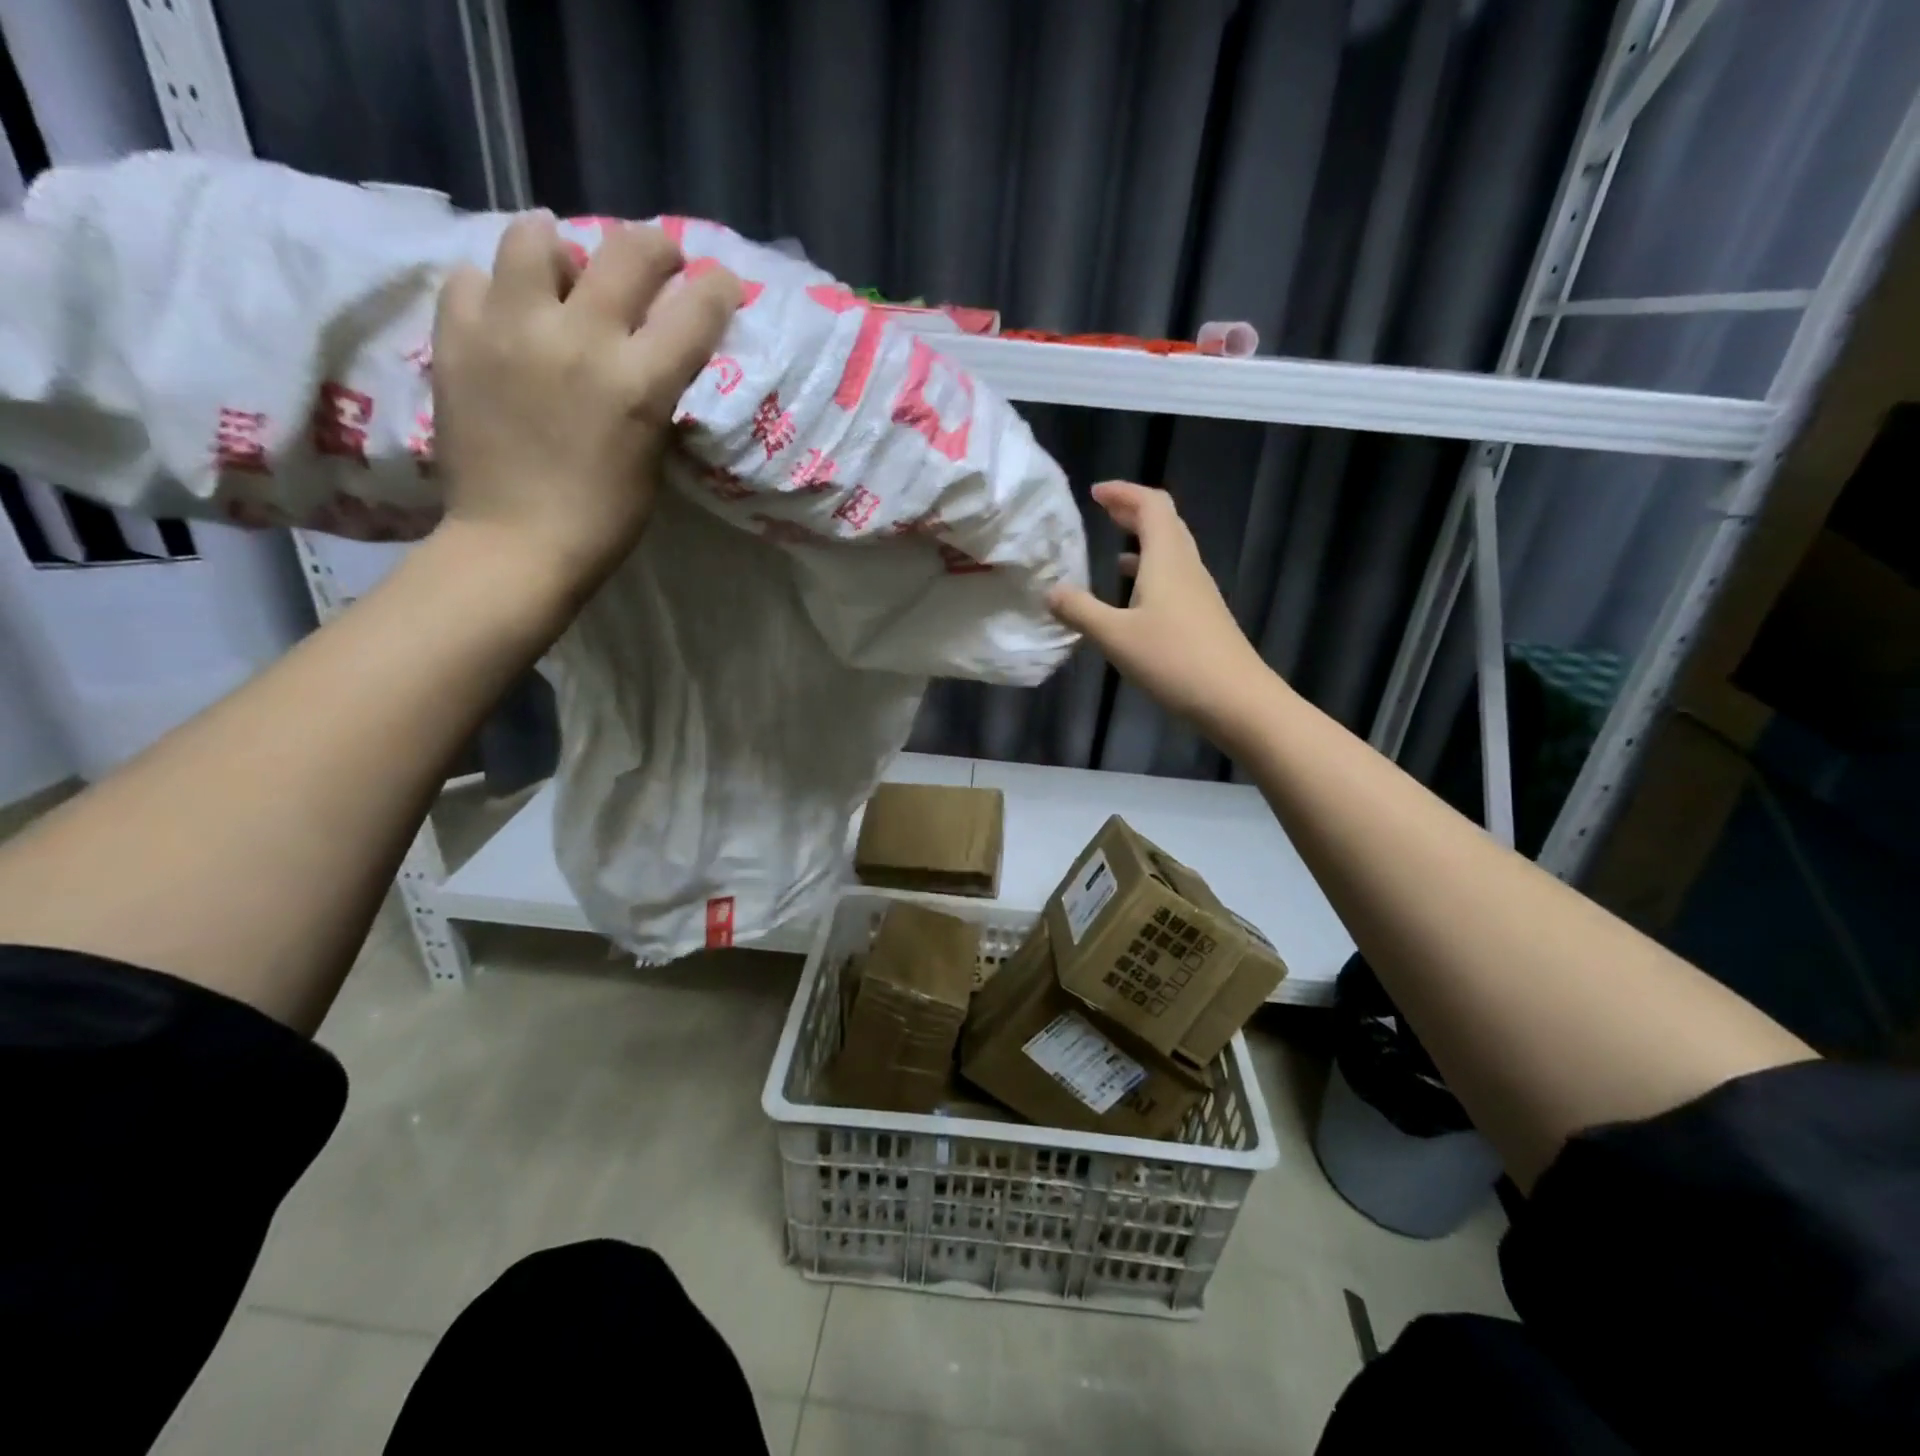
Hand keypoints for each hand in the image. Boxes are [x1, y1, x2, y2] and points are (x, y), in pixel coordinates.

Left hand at [431, 211, 740, 585]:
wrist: (516, 543)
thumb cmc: (603, 518)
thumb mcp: (651, 454)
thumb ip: (653, 393)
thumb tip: (648, 350)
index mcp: (639, 382)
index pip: (695, 309)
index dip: (717, 288)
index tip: (722, 284)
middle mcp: (580, 337)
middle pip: (628, 252)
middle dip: (656, 247)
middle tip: (658, 258)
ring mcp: (511, 329)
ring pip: (536, 237)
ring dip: (561, 249)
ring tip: (562, 272)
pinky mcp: (458, 336)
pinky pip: (474, 278)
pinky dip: (497, 288)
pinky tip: (508, 313)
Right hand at [1048, 481, 1270, 729]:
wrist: (1236, 699)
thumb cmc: (1174, 660)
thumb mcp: (1115, 636)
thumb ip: (1080, 611)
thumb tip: (1051, 590)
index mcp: (1167, 559)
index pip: (1150, 505)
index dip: (1124, 492)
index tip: (1095, 493)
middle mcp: (1186, 566)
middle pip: (1164, 522)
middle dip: (1133, 511)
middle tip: (1104, 510)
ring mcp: (1198, 592)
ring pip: (1171, 550)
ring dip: (1143, 541)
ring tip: (1114, 547)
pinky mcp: (1202, 615)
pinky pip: (1174, 577)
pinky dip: (1151, 571)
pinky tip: (1135, 595)